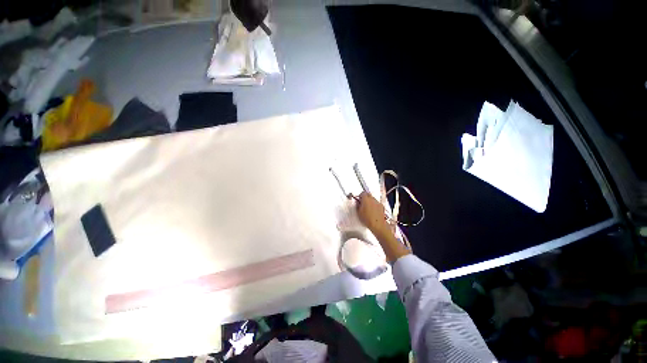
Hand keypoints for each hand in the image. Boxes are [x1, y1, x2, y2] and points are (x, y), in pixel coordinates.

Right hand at [355, 192, 410, 262]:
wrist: (378, 225)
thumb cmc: (367, 219)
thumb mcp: (358, 212)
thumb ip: (358, 205)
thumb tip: (358, 202)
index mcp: (366, 199)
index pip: (362, 193)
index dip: (360, 196)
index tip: (358, 200)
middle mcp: (372, 199)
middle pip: (368, 194)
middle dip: (365, 198)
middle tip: (362, 204)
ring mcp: (378, 202)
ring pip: (373, 199)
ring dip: (370, 201)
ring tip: (368, 208)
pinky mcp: (382, 206)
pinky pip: (376, 203)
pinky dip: (374, 205)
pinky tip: (373, 211)